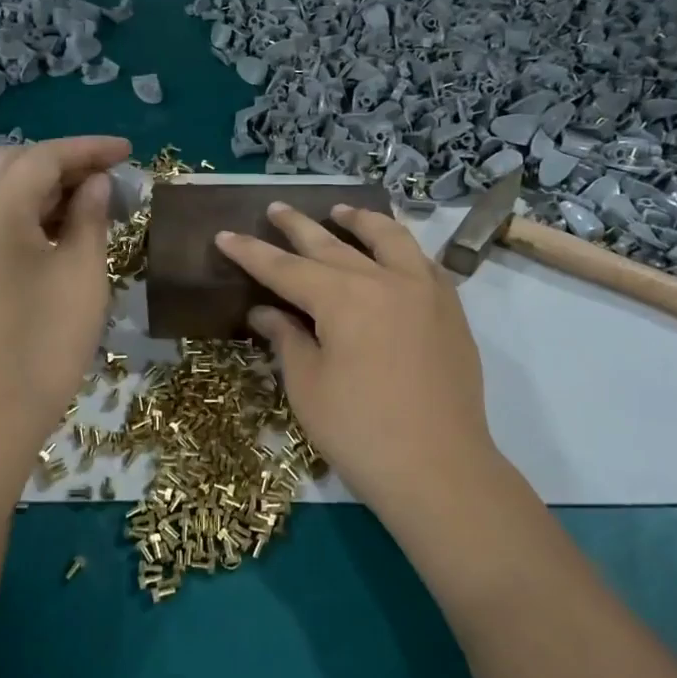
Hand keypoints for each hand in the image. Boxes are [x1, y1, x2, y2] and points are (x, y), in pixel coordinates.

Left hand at [0, 136, 131, 451]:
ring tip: (97, 199)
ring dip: (51, 187)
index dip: (88, 149)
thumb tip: (97, 183)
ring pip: (8, 193)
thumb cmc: (47, 337)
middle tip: (110, 174)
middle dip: (65, 161)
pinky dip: (37, 212)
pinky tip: (70, 228)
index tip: (129, 151)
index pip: (43, 157)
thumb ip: (90, 217)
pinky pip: (4, 222)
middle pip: (17, 165)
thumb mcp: (82, 271)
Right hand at [216, 203, 498, 513]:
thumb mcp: (308, 386)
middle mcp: (385, 281)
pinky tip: (393, 252)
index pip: (285, 268)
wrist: (439, 469)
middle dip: (298, 226)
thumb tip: (263, 312)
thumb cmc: (360, 431)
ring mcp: (425, 291)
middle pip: (333, 244)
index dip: (252, 252)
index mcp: (343, 298)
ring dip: (360, 221)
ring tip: (340, 210)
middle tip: (275, 209)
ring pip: (389, 239)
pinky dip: (402, 248)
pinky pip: (424, 262)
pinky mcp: (451, 311)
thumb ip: (286, 339)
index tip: (225, 234)